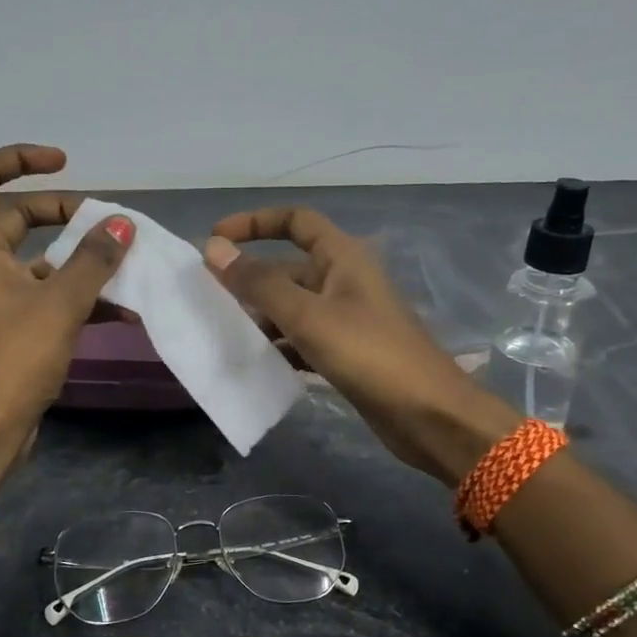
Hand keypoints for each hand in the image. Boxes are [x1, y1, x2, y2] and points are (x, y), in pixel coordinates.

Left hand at [0, 145, 133, 451]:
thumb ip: (93, 260)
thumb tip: (122, 223)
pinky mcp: (14, 328)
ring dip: (81, 261)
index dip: (20, 159)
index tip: (65, 163)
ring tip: (128, 266)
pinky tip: (123, 309)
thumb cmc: (12, 359)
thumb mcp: (59, 303)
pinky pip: (49, 296)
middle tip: (106, 224)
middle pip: (18, 217)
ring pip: (41, 261)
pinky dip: (81, 296)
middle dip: (65, 214)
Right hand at [204, 208, 518, 483]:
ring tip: (223, 333)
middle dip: (250, 280)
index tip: (216, 240)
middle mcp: (344, 280)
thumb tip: (214, 249)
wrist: (428, 415)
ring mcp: (347, 318)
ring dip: (261, 316)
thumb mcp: (308, 315)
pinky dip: (279, 345)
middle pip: (288, 268)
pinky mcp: (347, 352)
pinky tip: (255, 362)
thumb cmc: (369, 354)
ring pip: (293, 306)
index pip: (295, 221)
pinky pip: (303, 338)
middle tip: (208, 299)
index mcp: (343, 257)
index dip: (254, 222)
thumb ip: (259, 283)